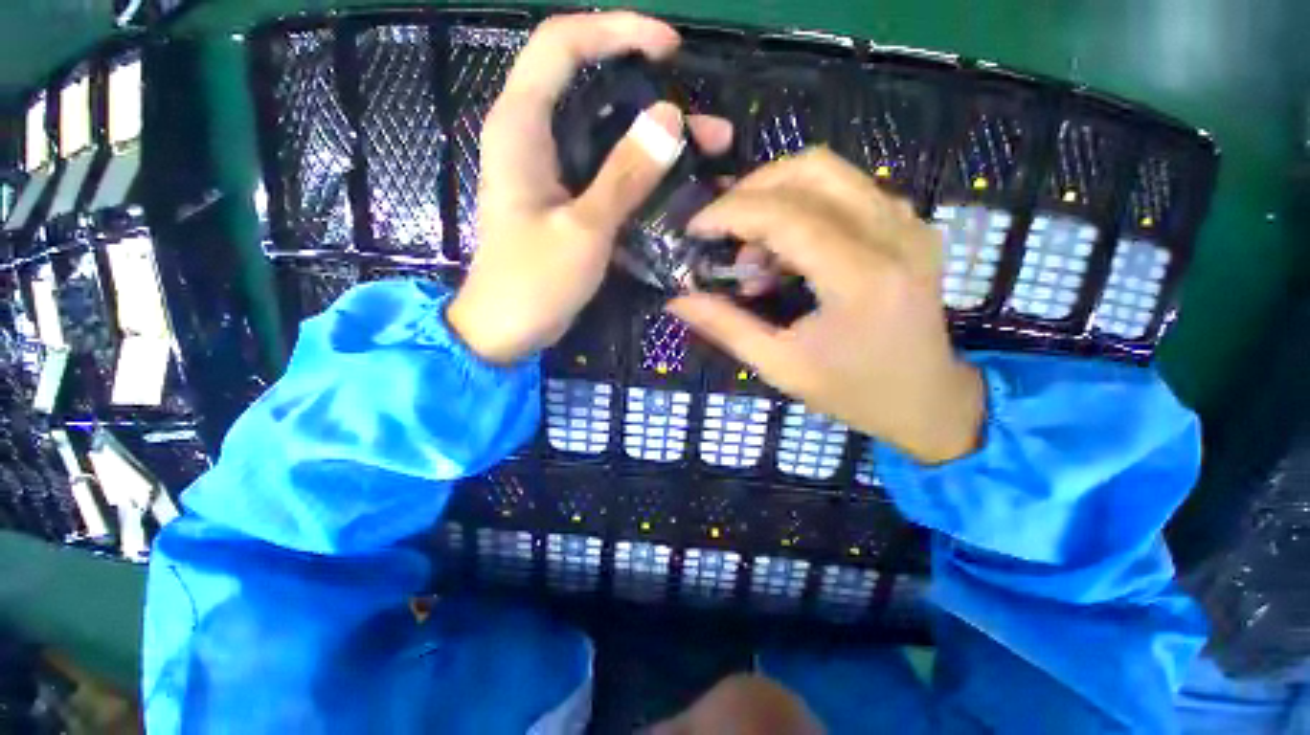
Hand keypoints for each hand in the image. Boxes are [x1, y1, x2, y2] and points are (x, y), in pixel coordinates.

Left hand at [447, 12, 732, 363]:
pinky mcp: (566, 200)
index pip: (562, 45)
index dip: (616, 31)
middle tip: (706, 123)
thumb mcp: (583, 229)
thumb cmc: (534, 282)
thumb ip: (624, 174)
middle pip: (593, 87)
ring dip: (657, 139)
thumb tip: (670, 118)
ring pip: (607, 133)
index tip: (670, 49)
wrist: (507, 329)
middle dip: (653, 94)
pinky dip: (644, 172)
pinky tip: (677, 185)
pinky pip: (608, 170)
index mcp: (520, 127)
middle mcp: (532, 137)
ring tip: (709, 151)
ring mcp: (551, 171)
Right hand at [667, 149, 984, 464]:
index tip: (695, 229)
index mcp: (860, 279)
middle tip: (722, 231)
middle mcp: (893, 236)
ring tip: (754, 254)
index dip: (731, 213)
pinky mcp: (910, 226)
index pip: (786, 215)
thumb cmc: (852, 391)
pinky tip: (788, 251)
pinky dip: (804, 206)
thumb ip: (726, 327)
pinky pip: (847, 190)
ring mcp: (909, 225)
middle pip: (811, 170)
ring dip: (777, 198)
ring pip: (831, 172)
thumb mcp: (780, 366)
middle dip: (751, 191)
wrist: (926, 399)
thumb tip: (677, 300)